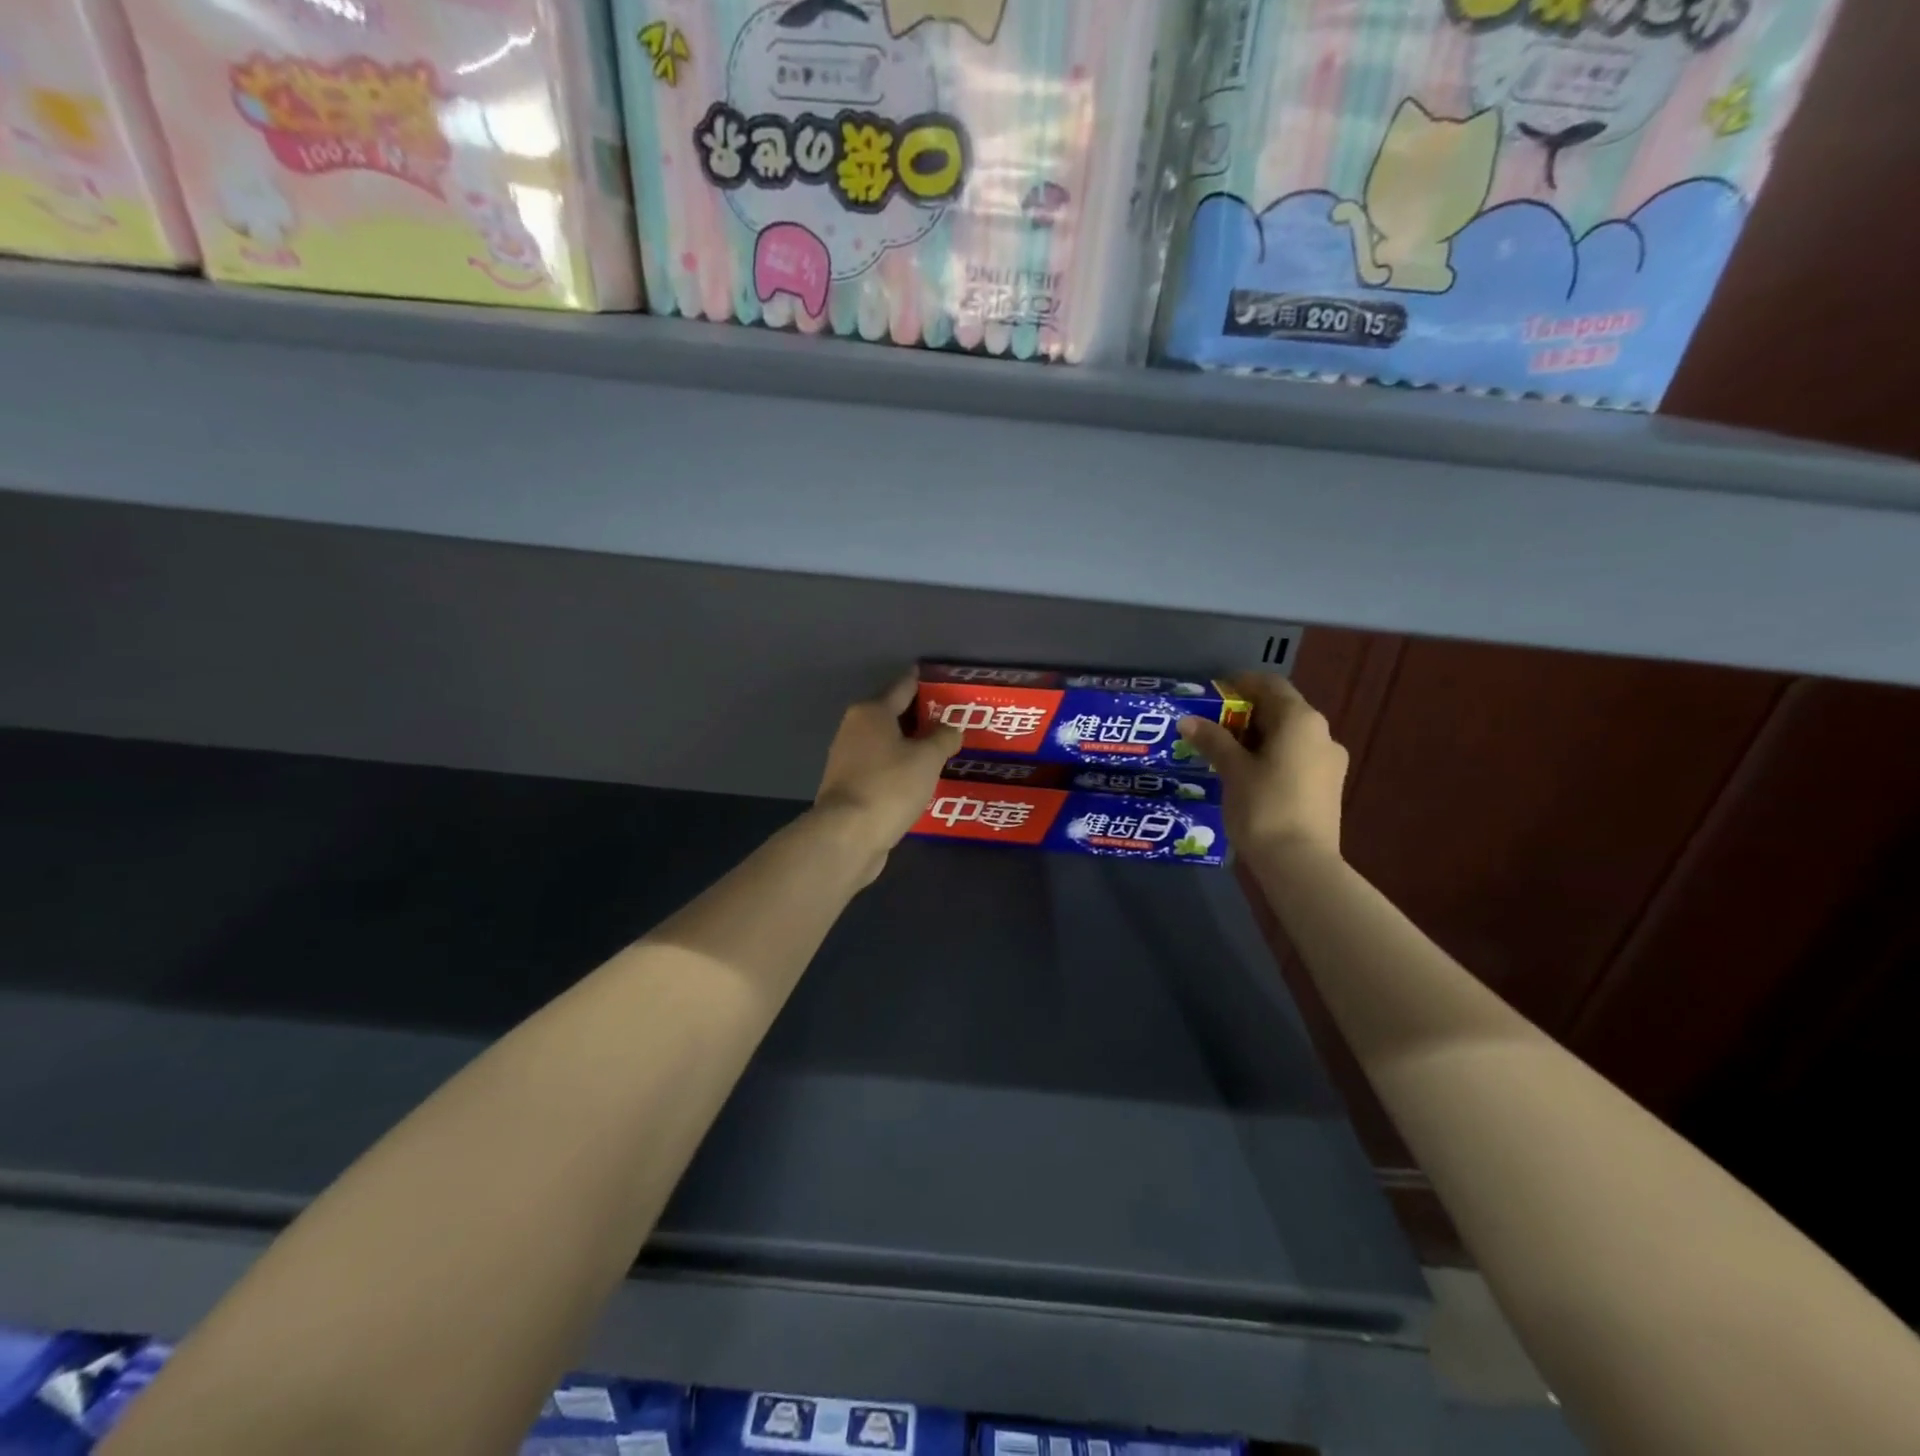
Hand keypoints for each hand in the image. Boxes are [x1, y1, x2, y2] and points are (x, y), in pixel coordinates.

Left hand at [812, 672, 962, 881]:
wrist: (847, 835)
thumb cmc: (889, 786)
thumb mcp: (927, 759)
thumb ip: (943, 738)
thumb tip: (951, 729)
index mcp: (872, 712)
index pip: (903, 687)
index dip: (923, 681)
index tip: (940, 678)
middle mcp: (855, 729)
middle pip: (893, 715)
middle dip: (921, 717)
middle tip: (953, 720)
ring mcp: (848, 759)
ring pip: (887, 743)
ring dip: (910, 745)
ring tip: (941, 750)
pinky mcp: (849, 786)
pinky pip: (882, 768)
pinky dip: (900, 768)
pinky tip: (919, 778)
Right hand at [1178, 673, 1346, 859]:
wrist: (1300, 863)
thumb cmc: (1264, 806)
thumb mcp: (1232, 770)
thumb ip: (1212, 740)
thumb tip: (1188, 720)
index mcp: (1300, 720)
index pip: (1270, 685)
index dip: (1240, 684)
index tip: (1212, 695)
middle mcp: (1321, 733)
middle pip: (1281, 710)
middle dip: (1245, 714)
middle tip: (1211, 726)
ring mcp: (1329, 762)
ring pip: (1289, 736)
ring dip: (1258, 738)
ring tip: (1224, 753)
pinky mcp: (1328, 787)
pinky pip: (1296, 758)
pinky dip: (1271, 757)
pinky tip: (1247, 775)